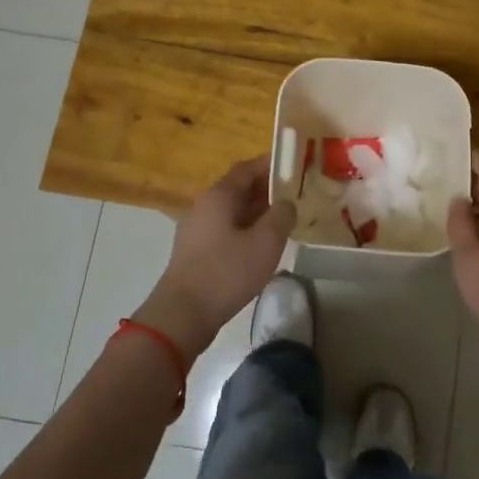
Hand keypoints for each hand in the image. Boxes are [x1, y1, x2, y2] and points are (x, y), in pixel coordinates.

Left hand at [134, 157, 294, 358]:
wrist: (183, 313)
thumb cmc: (226, 272)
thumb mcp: (266, 242)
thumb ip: (281, 215)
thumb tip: (286, 203)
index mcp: (219, 196)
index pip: (247, 168)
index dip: (271, 164)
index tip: (294, 165)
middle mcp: (205, 206)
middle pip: (239, 188)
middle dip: (267, 188)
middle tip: (296, 194)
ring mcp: (197, 229)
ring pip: (233, 211)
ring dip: (258, 211)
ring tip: (284, 220)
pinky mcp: (196, 251)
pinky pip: (226, 229)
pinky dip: (247, 229)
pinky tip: (262, 246)